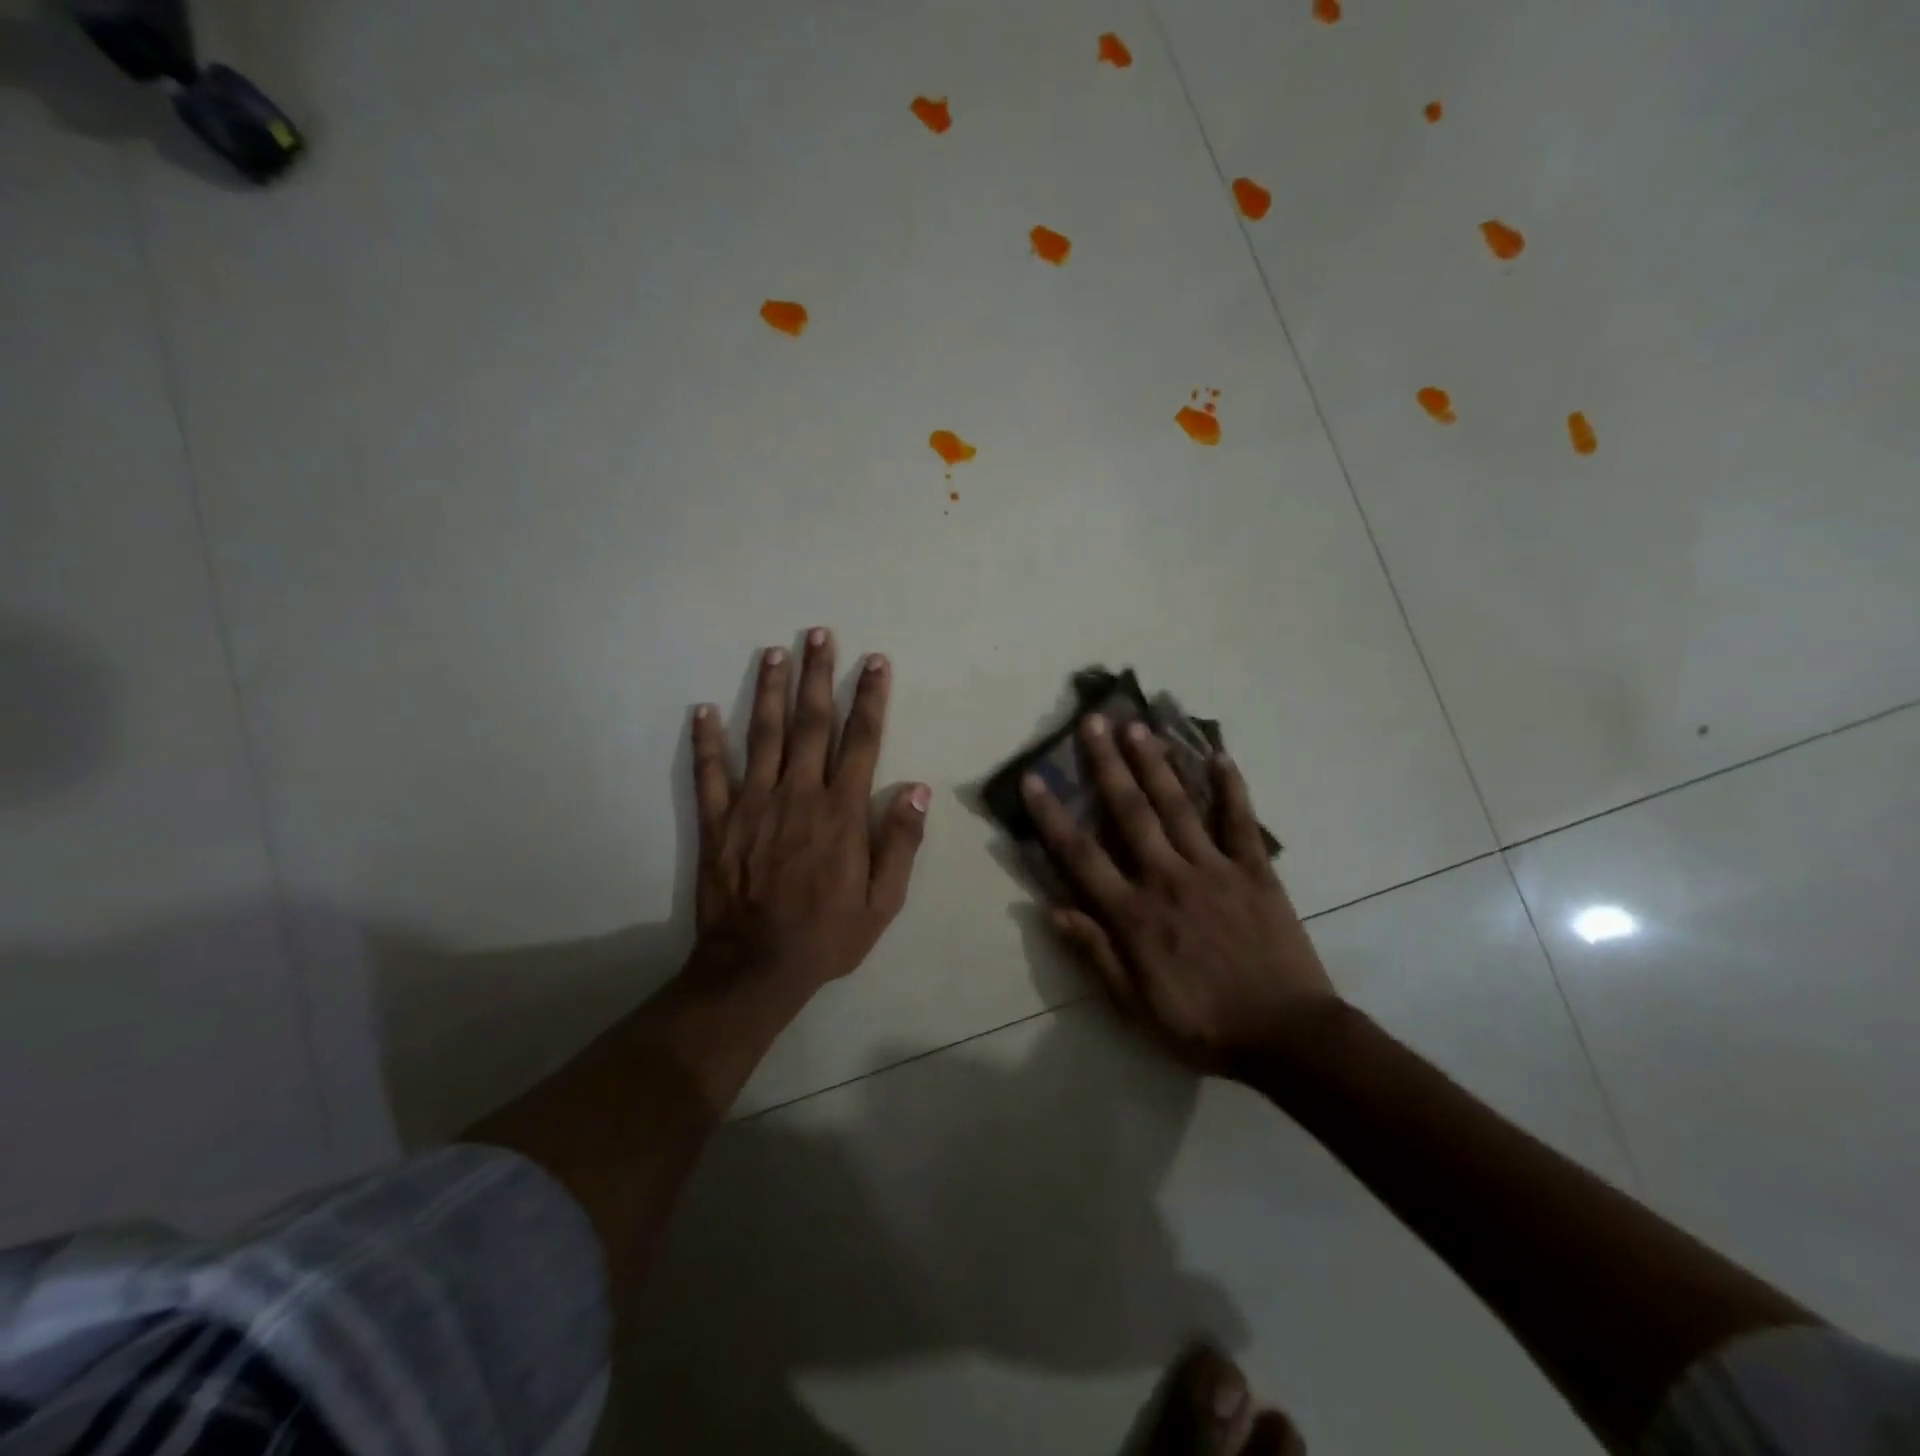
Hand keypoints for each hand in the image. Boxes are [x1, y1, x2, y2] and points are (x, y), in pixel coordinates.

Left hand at [691, 628, 930, 993]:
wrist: (756, 967)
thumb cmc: (827, 935)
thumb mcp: (883, 902)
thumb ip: (900, 843)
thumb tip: (917, 789)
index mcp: (841, 811)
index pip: (860, 741)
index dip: (870, 697)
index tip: (874, 662)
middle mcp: (798, 794)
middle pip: (810, 722)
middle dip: (817, 675)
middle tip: (818, 633)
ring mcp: (753, 804)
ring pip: (762, 734)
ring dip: (768, 690)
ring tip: (774, 652)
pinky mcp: (717, 821)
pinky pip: (710, 773)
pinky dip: (706, 740)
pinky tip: (702, 708)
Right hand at [1021, 715, 1337, 1077]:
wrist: (1287, 1037)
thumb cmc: (1203, 1025)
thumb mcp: (1135, 1006)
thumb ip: (1095, 953)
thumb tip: (1052, 908)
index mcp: (1134, 914)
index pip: (1081, 855)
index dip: (1052, 816)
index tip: (1033, 779)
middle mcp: (1168, 878)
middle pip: (1130, 812)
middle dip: (1107, 765)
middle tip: (1092, 722)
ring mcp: (1214, 870)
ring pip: (1178, 806)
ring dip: (1156, 763)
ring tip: (1138, 726)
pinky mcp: (1255, 871)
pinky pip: (1240, 822)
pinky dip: (1231, 787)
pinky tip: (1219, 755)